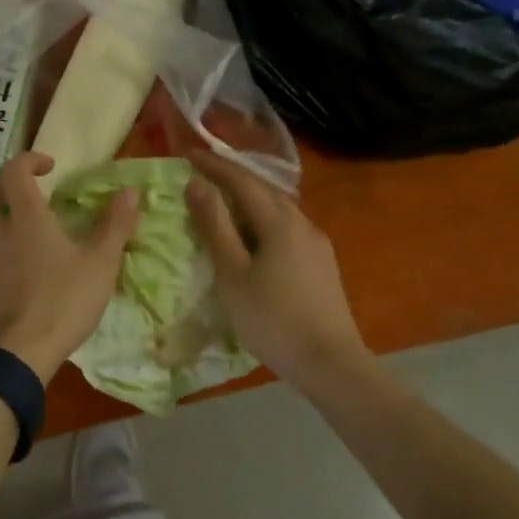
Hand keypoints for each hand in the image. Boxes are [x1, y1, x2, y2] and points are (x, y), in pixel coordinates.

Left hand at [0, 152, 138, 381]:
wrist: (18, 355)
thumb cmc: (63, 302)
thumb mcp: (100, 264)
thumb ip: (115, 225)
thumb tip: (130, 191)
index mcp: (26, 218)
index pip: (14, 172)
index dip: (29, 161)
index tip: (49, 168)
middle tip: (20, 195)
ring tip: (3, 222)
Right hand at [185, 150, 369, 389]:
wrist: (331, 364)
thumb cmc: (273, 319)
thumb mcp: (232, 273)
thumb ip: (214, 225)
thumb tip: (196, 183)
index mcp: (279, 221)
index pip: (242, 179)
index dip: (214, 165)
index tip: (188, 154)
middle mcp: (302, 222)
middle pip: (263, 189)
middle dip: (232, 178)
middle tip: (202, 175)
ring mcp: (316, 243)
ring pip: (277, 208)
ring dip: (249, 199)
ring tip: (223, 204)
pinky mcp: (322, 263)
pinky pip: (287, 227)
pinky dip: (263, 220)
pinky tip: (254, 237)